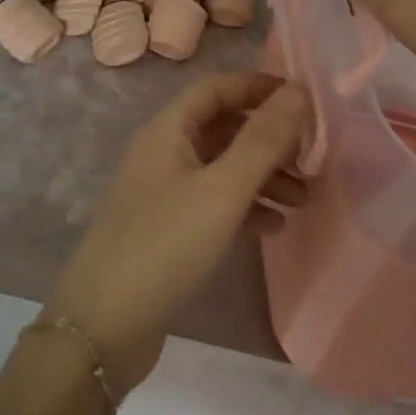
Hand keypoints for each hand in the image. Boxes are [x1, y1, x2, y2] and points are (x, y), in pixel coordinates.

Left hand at [44, 73, 308, 395]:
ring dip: (263, 176)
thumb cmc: (165, 246)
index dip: (258, 87)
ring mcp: (164, 193)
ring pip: (223, 168)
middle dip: (268, 138)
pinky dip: (246, 207)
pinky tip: (275, 226)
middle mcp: (164, 154)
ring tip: (303, 198)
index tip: (303, 99)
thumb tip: (298, 92)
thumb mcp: (222, 190)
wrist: (104, 328)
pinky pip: (215, 204)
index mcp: (168, 131)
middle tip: (311, 156)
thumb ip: (262, 141)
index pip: (217, 88)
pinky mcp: (169, 230)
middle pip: (223, 128)